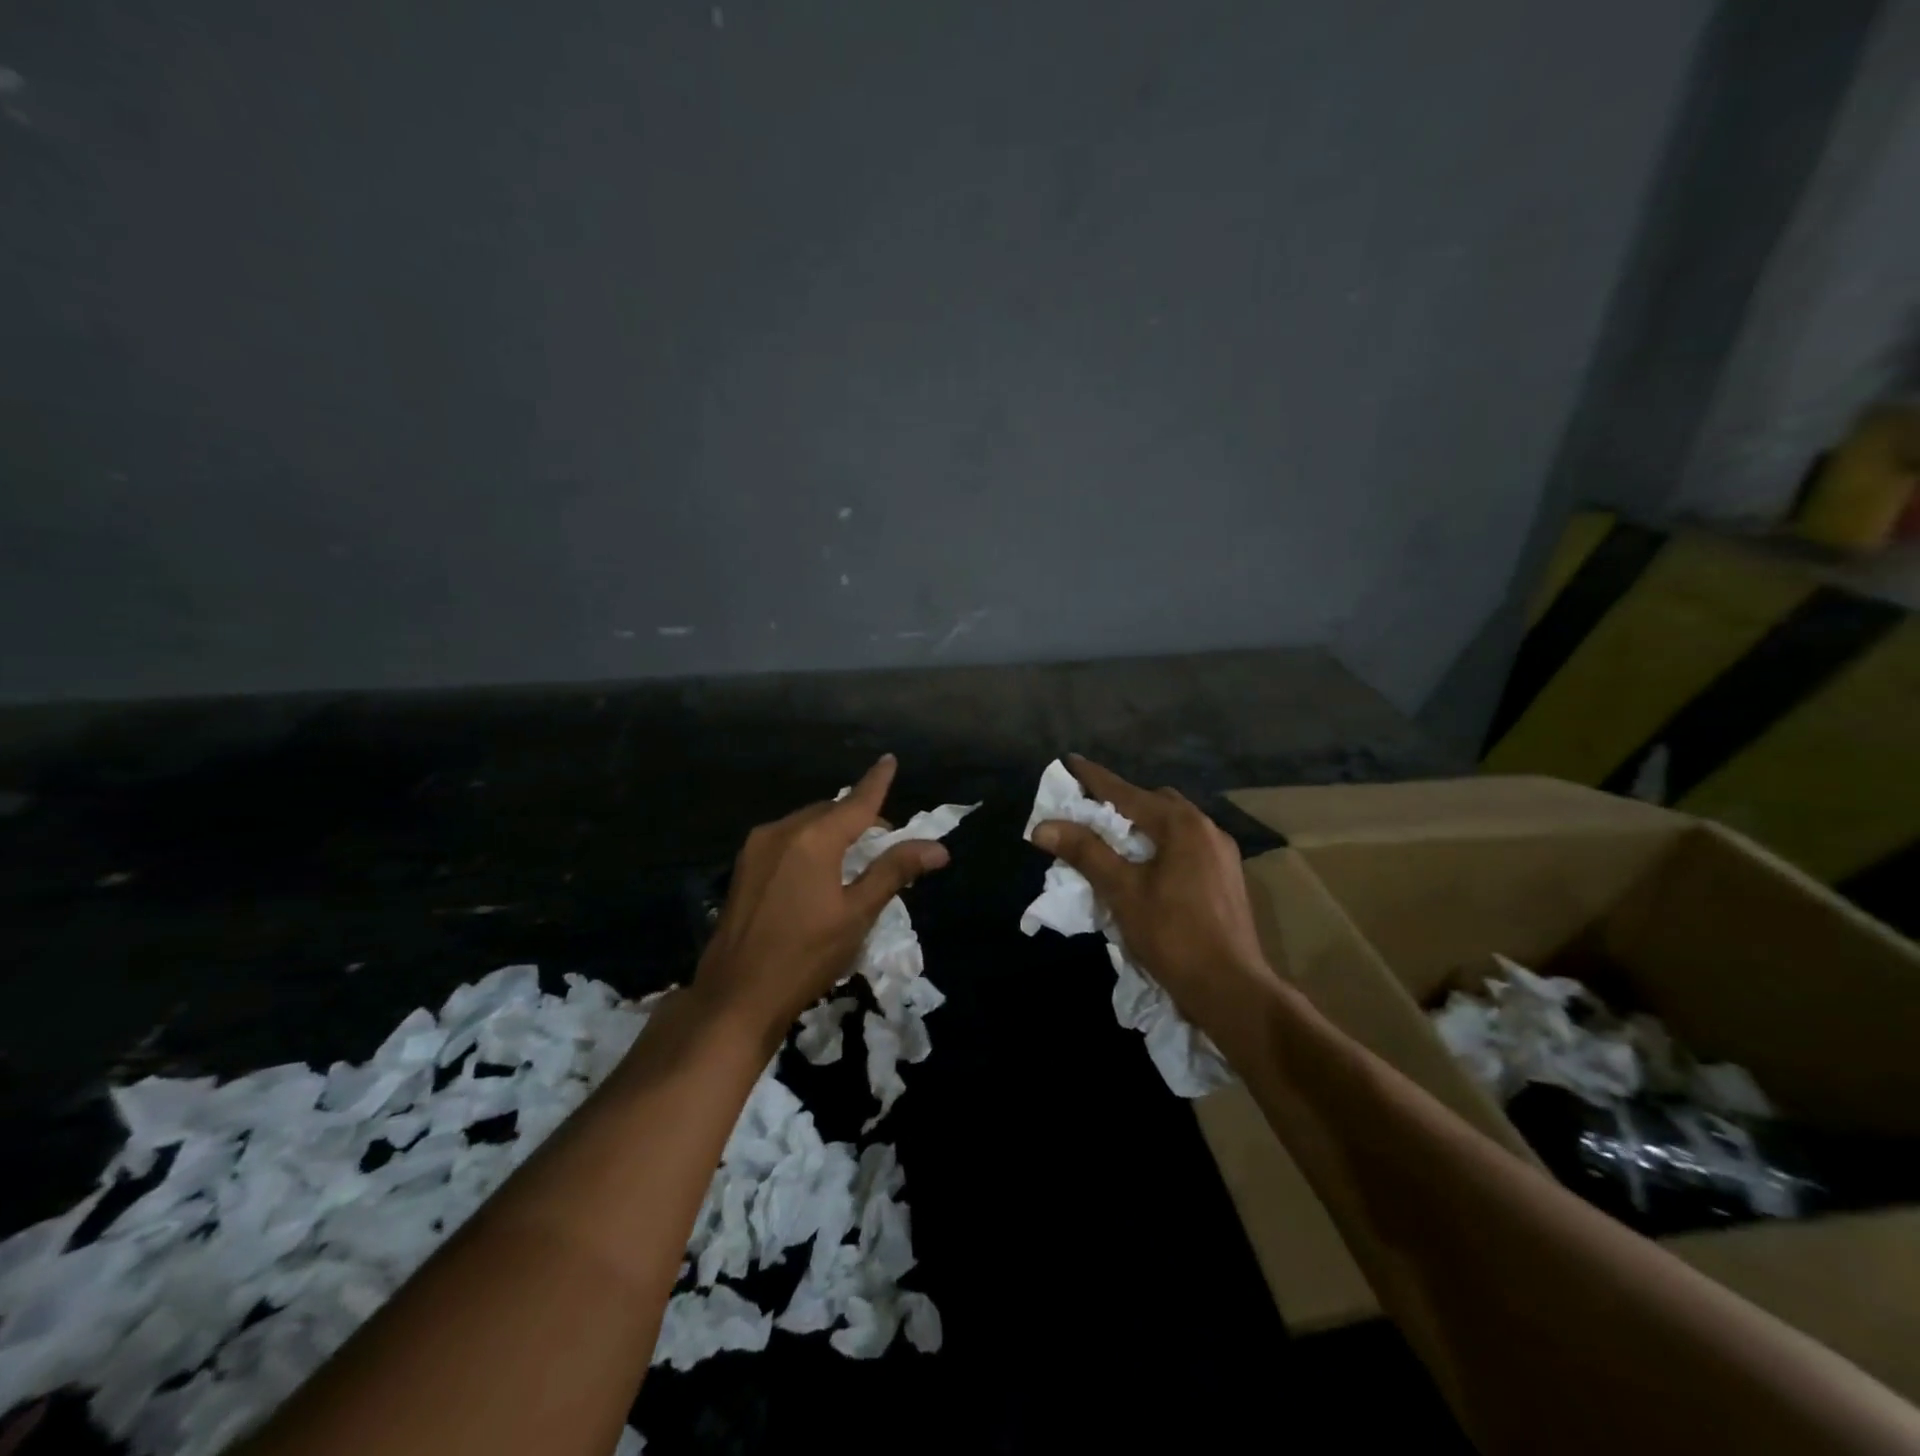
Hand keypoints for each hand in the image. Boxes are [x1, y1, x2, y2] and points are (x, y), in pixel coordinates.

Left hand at [695, 754, 949, 1039]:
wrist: (735, 996)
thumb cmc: (805, 956)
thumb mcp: (857, 914)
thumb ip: (894, 872)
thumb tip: (937, 848)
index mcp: (813, 838)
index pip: (857, 801)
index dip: (877, 781)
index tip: (889, 759)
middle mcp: (782, 830)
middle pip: (830, 811)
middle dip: (858, 819)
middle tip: (884, 845)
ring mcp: (757, 847)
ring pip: (806, 824)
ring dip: (832, 832)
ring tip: (852, 861)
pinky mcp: (743, 867)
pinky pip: (786, 840)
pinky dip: (809, 844)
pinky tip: (817, 873)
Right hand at [1032, 755, 1276, 1032]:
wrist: (1231, 988)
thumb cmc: (1173, 935)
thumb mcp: (1122, 891)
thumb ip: (1085, 852)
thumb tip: (1044, 826)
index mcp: (1182, 824)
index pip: (1127, 792)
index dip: (1094, 778)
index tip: (1069, 762)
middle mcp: (1206, 828)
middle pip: (1154, 803)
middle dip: (1120, 802)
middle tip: (1089, 812)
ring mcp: (1222, 853)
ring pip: (1173, 825)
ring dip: (1142, 826)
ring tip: (1113, 840)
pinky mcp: (1226, 877)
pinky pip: (1186, 846)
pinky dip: (1160, 845)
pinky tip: (1146, 867)